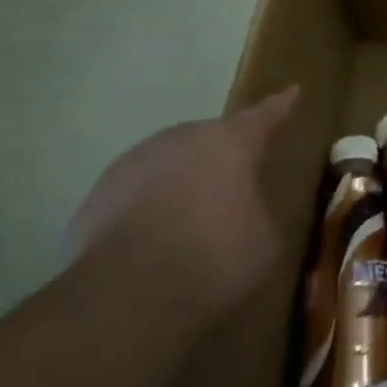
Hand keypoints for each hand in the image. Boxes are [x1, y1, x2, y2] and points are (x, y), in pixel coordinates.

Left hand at [68, 86, 298, 318]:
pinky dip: (144, 212)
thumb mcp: (268, 239)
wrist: (126, 295)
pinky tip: (149, 246)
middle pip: (208, 139)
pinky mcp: (93, 200)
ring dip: (179, 184)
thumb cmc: (216, 255)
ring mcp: (132, 165)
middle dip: (221, 157)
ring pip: (166, 166)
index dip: (280, 106)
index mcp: (231, 141)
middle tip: (234, 184)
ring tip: (188, 222)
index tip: (292, 90)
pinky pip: (131, 198)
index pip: (264, 115)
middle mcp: (181, 139)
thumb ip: (265, 213)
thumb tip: (258, 212)